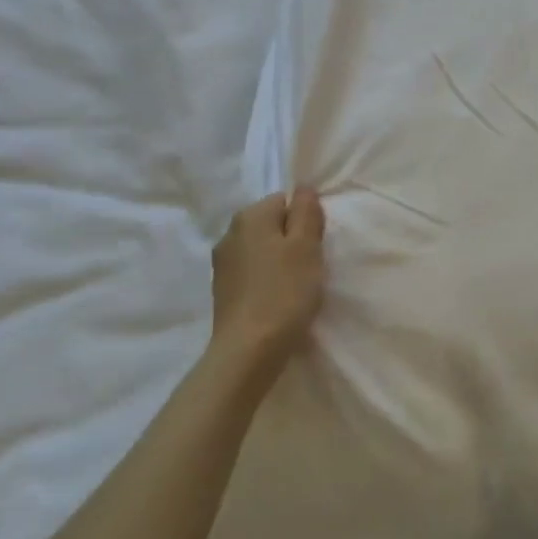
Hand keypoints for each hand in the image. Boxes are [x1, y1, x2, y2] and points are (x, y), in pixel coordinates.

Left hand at [209, 189, 325, 379]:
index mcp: (249, 217)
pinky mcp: (222, 290)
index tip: (315, 246)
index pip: (284, 201)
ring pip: (262, 250)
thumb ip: (307, 212)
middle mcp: (229, 233)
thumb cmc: (284, 291)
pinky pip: (252, 273)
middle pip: (271, 225)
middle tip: (310, 267)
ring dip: (279, 262)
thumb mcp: (306, 246)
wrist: (249, 349)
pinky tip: (278, 301)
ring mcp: (222, 264)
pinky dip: (266, 281)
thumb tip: (303, 188)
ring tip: (295, 287)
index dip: (305, 220)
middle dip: (292, 240)